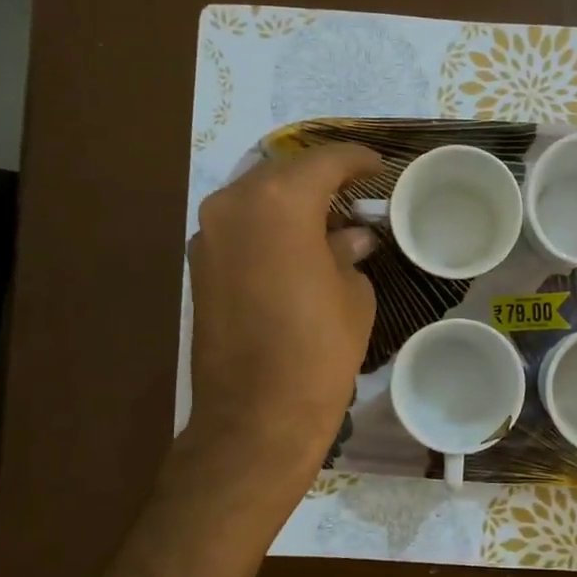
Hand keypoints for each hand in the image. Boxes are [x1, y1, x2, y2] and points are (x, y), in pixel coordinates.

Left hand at [185, 144, 382, 490]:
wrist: (256, 416)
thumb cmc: (319, 352)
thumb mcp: (352, 296)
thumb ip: (348, 253)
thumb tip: (351, 238)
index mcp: (280, 203)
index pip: (323, 161)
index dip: (356, 159)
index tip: (378, 167)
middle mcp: (234, 205)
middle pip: (283, 172)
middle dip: (320, 177)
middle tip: (354, 193)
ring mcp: (208, 235)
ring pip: (256, 197)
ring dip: (290, 201)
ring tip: (326, 220)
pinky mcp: (199, 265)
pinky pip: (239, 227)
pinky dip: (267, 227)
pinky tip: (294, 248)